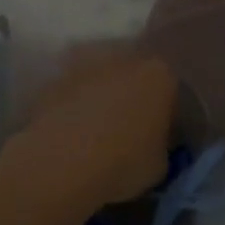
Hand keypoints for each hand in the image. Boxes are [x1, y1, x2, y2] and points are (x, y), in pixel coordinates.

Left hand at [0, 50, 176, 211]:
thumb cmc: (123, 163)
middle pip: (133, 78)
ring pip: (100, 81)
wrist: (61, 163)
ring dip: (100, 99)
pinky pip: (71, 94)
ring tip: (93, 135)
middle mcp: (124, 58)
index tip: (157, 138)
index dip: (165, 117)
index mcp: (159, 75)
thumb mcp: (160, 166)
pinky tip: (69, 136)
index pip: (170, 92)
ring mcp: (85, 66)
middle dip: (131, 99)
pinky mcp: (54, 80)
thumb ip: (161, 146)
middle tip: (126, 133)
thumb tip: (151, 145)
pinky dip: (71, 108)